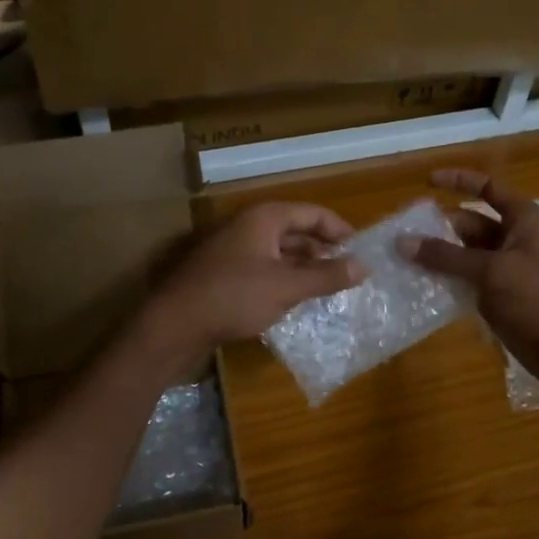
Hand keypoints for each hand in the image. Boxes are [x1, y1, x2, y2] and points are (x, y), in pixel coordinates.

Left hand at [147, 202, 363, 354]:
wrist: (173, 325)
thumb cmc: (233, 297)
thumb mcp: (286, 287)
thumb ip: (326, 276)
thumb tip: (364, 266)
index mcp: (264, 218)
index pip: (312, 213)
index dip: (339, 229)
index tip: (362, 250)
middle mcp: (249, 227)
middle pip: (296, 231)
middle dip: (323, 250)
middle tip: (350, 272)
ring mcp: (235, 251)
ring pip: (280, 252)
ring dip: (305, 267)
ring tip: (330, 287)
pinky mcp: (226, 275)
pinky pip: (265, 269)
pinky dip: (285, 280)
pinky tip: (297, 300)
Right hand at [403, 169, 538, 391]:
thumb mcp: (491, 271)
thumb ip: (446, 256)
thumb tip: (402, 241)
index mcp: (524, 220)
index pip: (488, 188)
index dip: (459, 181)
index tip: (426, 181)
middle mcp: (518, 241)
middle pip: (473, 225)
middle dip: (440, 228)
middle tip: (402, 236)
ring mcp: (511, 273)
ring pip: (469, 258)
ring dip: (442, 259)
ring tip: (403, 262)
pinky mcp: (506, 302)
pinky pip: (472, 285)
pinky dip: (450, 285)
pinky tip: (423, 290)